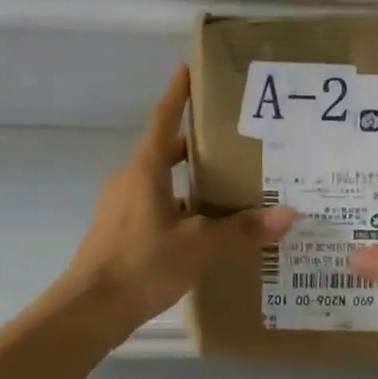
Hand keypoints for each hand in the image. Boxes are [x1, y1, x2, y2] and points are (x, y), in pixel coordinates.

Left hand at [65, 66, 298, 327]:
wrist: (89, 310)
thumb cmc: (141, 263)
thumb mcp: (198, 245)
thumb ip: (241, 230)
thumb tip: (288, 215)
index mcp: (145, 170)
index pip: (164, 120)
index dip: (178, 94)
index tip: (188, 68)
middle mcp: (130, 180)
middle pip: (166, 151)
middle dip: (197, 144)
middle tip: (235, 140)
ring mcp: (122, 207)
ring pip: (162, 183)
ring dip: (190, 181)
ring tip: (230, 187)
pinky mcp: (121, 232)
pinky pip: (156, 208)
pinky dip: (181, 209)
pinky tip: (206, 228)